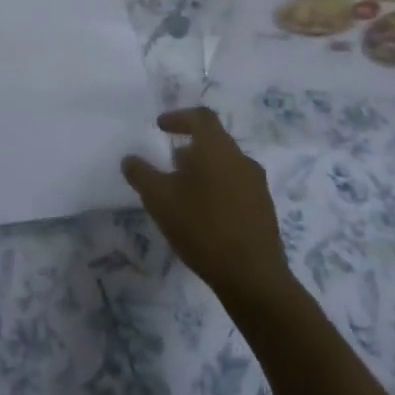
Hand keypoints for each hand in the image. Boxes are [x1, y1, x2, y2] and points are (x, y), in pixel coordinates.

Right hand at [123, 107, 294, 313]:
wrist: (253, 277)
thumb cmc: (202, 228)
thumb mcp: (159, 199)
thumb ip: (141, 174)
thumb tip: (130, 159)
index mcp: (217, 149)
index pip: (201, 117)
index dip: (179, 117)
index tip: (160, 126)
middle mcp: (241, 159)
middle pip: (215, 140)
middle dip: (190, 146)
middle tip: (170, 162)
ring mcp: (257, 185)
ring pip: (227, 164)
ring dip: (205, 169)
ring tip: (185, 190)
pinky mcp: (265, 209)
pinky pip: (237, 186)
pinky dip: (218, 188)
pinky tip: (205, 213)